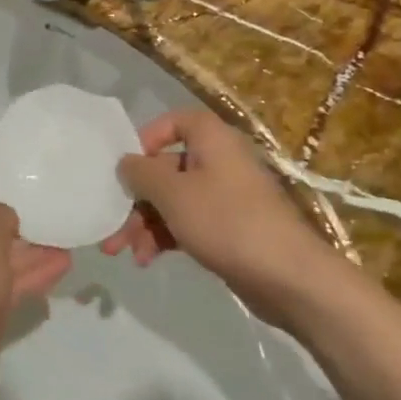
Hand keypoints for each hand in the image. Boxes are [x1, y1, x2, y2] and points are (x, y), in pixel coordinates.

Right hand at [102, 110, 337, 317]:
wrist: (289, 277)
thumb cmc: (226, 221)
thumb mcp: (173, 194)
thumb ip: (142, 173)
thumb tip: (126, 162)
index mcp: (212, 139)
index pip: (174, 121)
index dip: (147, 139)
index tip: (127, 167)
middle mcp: (220, 161)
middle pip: (166, 168)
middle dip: (136, 199)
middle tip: (111, 226)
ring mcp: (226, 197)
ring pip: (174, 200)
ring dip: (145, 223)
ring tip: (125, 253)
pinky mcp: (229, 228)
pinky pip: (188, 222)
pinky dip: (166, 237)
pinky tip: (147, 260)